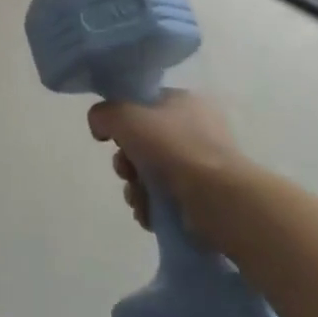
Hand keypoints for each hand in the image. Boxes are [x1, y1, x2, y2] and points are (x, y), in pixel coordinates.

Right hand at [88, 90, 246, 232]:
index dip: (122, 121)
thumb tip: (100, 126)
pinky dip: (152, 207)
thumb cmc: (173, 148)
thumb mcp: (125, 116)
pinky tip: (149, 214)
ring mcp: (202, 165)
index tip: (113, 139)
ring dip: (136, 188)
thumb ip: (103, 114)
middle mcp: (196, 129)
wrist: (217, 199)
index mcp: (184, 102)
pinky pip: (165, 198)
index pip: (143, 105)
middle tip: (126, 171)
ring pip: (151, 174)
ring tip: (138, 199)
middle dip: (127, 162)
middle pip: (143, 142)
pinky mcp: (204, 198)